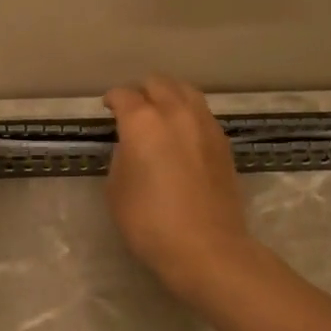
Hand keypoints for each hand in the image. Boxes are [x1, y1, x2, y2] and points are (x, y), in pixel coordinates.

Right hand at [104, 76, 254, 301]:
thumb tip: (133, 145)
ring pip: (186, 91)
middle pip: (158, 83)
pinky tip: (182, 133)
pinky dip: (188, 113)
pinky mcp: (223, 142)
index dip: (112, 100)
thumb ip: (122, 156)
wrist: (206, 247)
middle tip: (132, 109)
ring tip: (160, 113)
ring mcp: (205, 125)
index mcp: (143, 121)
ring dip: (169, 96)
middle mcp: (176, 113)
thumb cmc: (149, 221)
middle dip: (142, 91)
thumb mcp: (116, 189)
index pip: (124, 95)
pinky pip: (202, 113)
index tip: (108, 108)